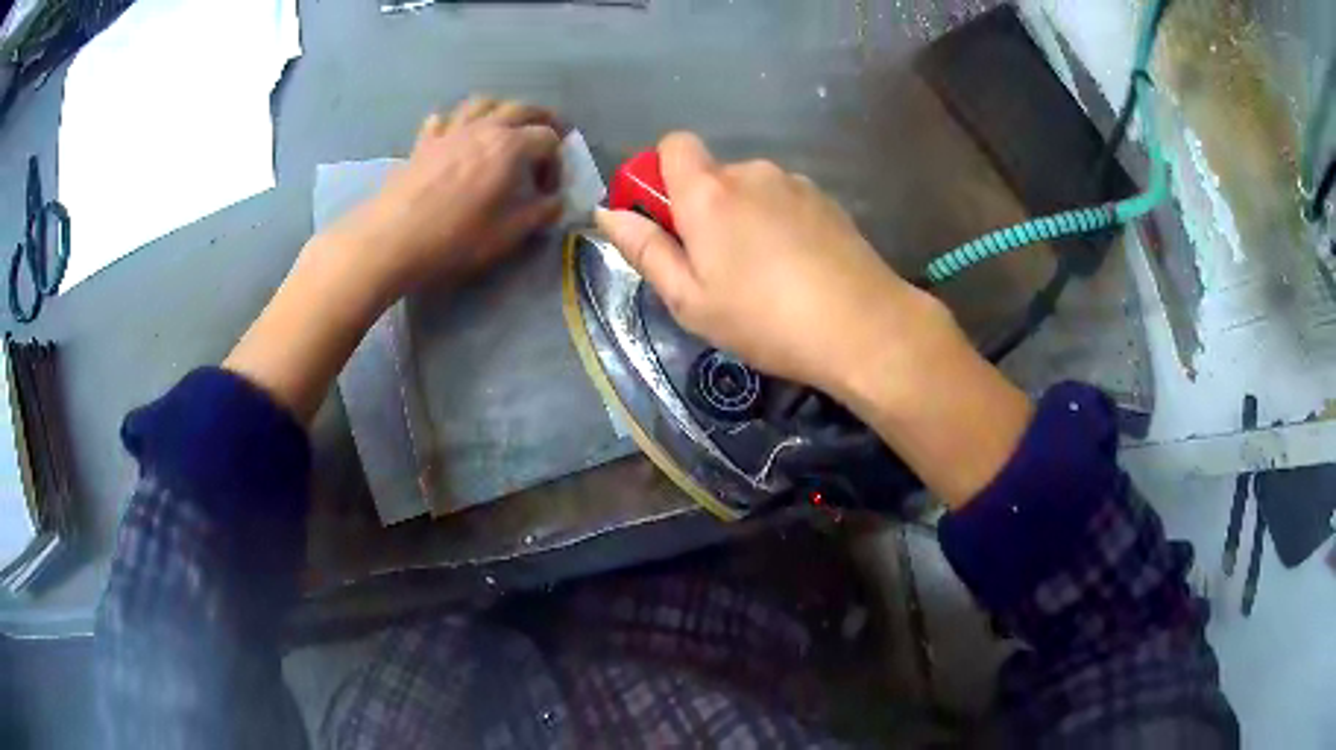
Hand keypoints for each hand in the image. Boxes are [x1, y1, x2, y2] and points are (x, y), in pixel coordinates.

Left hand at [330, 96, 563, 300]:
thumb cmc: (454, 238)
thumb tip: (556, 202)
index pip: (548, 138)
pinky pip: (444, 119)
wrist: (392, 239)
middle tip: (546, 140)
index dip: (557, 162)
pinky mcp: (423, 143)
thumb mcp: (507, 234)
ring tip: (505, 129)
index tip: (549, 190)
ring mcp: (450, 131)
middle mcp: (483, 128)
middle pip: (522, 108)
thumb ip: (539, 214)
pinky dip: (456, 121)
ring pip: (483, 103)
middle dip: (541, 121)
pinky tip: (456, 136)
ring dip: (501, 110)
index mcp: (509, 147)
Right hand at [596, 132, 1032, 506]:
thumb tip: (608, 213)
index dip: (661, 173)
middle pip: (713, 174)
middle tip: (718, 268)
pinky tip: (799, 268)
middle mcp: (751, 172)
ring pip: (752, 190)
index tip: (667, 220)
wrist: (863, 326)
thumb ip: (645, 250)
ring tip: (766, 275)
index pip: (673, 145)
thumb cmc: (764, 319)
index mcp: (708, 192)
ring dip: (746, 218)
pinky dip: (780, 223)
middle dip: (705, 209)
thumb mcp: (690, 299)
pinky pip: (786, 201)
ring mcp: (795, 183)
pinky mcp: (827, 200)